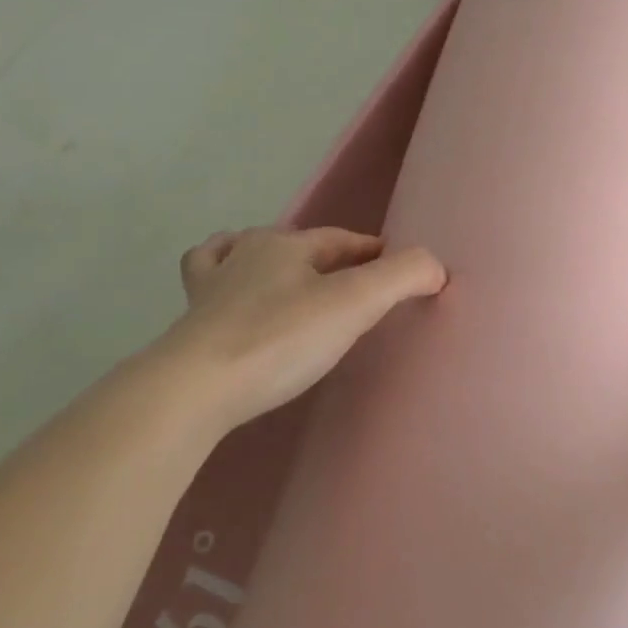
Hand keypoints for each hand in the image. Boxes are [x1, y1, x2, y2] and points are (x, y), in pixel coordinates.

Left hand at [154, 226, 446, 434]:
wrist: (196, 388)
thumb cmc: (280, 339)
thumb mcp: (355, 304)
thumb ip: (402, 277)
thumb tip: (436, 266)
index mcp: (287, 245)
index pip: (342, 240)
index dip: (373, 251)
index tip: (398, 269)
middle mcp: (247, 253)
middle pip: (298, 246)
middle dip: (329, 259)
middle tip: (357, 288)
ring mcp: (212, 285)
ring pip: (246, 255)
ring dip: (275, 262)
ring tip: (294, 282)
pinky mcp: (191, 319)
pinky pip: (206, 280)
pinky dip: (222, 276)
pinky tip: (229, 290)